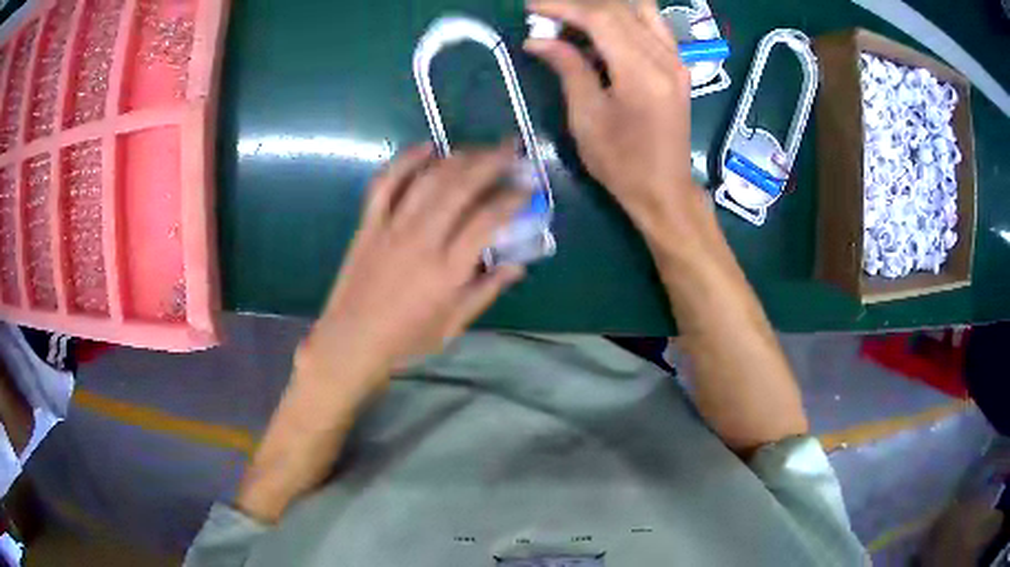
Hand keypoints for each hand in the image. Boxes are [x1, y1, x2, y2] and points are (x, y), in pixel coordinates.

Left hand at [297, 142, 528, 408]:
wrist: (351, 341)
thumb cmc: (406, 339)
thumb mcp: (453, 325)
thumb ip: (486, 291)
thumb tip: (517, 266)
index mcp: (447, 269)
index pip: (487, 219)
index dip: (512, 197)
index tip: (528, 186)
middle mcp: (422, 240)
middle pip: (461, 186)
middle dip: (492, 161)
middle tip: (512, 149)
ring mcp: (391, 228)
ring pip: (428, 179)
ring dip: (457, 156)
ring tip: (479, 149)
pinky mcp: (369, 224)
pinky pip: (386, 183)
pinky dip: (406, 160)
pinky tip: (427, 147)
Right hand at [525, 0, 697, 229]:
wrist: (665, 190)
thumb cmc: (622, 163)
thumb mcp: (587, 118)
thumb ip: (568, 68)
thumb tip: (537, 39)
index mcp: (642, 73)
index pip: (601, 18)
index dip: (563, 7)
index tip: (532, 6)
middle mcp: (666, 59)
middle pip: (620, 8)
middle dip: (579, 5)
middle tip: (548, 16)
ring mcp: (677, 61)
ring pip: (640, 11)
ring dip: (605, 9)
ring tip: (574, 22)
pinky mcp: (679, 67)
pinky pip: (653, 26)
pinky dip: (625, 20)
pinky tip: (603, 33)